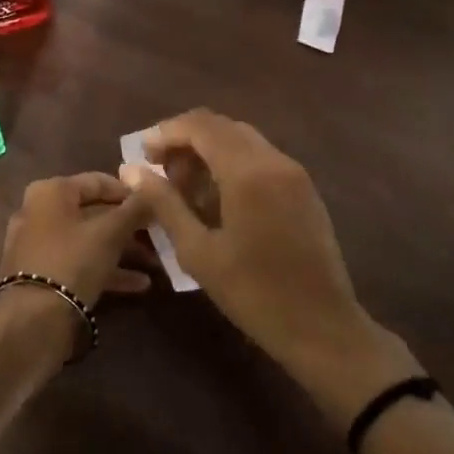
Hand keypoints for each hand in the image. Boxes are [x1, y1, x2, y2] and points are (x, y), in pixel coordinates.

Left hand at [0, 172, 156, 307]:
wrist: (32, 321)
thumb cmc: (72, 261)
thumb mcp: (110, 232)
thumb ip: (134, 210)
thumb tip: (153, 191)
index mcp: (51, 191)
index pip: (98, 181)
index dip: (129, 192)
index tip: (156, 204)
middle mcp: (39, 212)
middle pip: (93, 213)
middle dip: (128, 226)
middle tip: (157, 235)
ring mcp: (38, 246)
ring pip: (88, 241)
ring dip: (122, 251)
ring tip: (154, 263)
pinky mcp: (42, 276)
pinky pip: (79, 264)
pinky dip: (106, 270)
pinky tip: (139, 285)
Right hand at [121, 111, 418, 426]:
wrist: (323, 327)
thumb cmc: (254, 293)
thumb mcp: (198, 251)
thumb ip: (164, 203)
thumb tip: (131, 169)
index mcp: (248, 171)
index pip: (201, 126)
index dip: (167, 132)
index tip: (142, 153)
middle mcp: (274, 160)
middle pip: (222, 127)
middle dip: (186, 140)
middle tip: (159, 170)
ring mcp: (294, 173)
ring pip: (242, 140)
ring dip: (209, 151)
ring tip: (183, 187)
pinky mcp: (304, 189)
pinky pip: (261, 159)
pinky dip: (232, 164)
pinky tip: (216, 198)